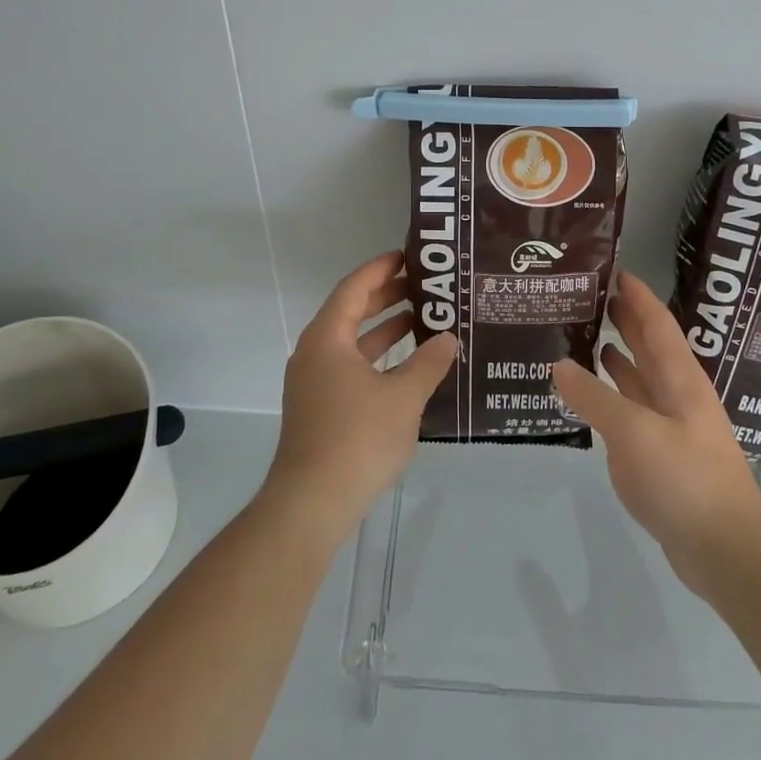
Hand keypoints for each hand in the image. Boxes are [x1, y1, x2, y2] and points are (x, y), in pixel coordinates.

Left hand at [263, 251, 458, 536]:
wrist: (311, 503)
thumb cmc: (357, 439)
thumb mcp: (404, 397)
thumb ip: (429, 362)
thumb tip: (449, 337)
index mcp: (327, 339)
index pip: (354, 288)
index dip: (381, 269)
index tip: (409, 256)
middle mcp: (314, 353)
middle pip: (350, 311)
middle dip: (386, 296)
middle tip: (424, 286)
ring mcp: (314, 382)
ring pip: (352, 342)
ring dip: (384, 329)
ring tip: (423, 320)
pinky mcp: (320, 408)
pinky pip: (351, 367)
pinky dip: (378, 358)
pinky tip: (408, 367)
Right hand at [552, 270, 760, 598]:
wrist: (724, 549)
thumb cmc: (685, 479)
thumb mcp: (633, 433)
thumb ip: (594, 397)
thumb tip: (558, 364)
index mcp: (679, 379)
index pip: (657, 323)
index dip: (637, 295)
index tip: (612, 269)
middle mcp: (676, 394)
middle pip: (649, 345)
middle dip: (625, 318)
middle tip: (588, 296)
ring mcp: (670, 425)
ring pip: (640, 378)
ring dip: (617, 354)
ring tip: (584, 334)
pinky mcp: (661, 454)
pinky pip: (631, 410)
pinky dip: (611, 394)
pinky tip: (591, 393)